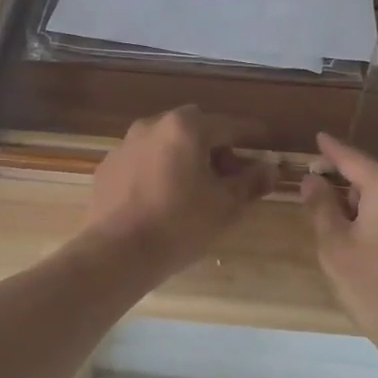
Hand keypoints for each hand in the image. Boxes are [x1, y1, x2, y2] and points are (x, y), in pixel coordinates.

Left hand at [86, 107, 274, 274]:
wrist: (116, 252)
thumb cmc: (180, 224)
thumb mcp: (225, 205)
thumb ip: (251, 182)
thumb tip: (270, 168)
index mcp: (186, 127)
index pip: (229, 125)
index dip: (252, 135)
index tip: (267, 142)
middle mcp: (153, 125)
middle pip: (195, 128)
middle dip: (215, 146)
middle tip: (228, 176)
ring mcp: (125, 144)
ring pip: (166, 143)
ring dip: (184, 157)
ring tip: (194, 189)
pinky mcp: (107, 167)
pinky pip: (143, 160)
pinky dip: (158, 170)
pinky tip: (162, 199)